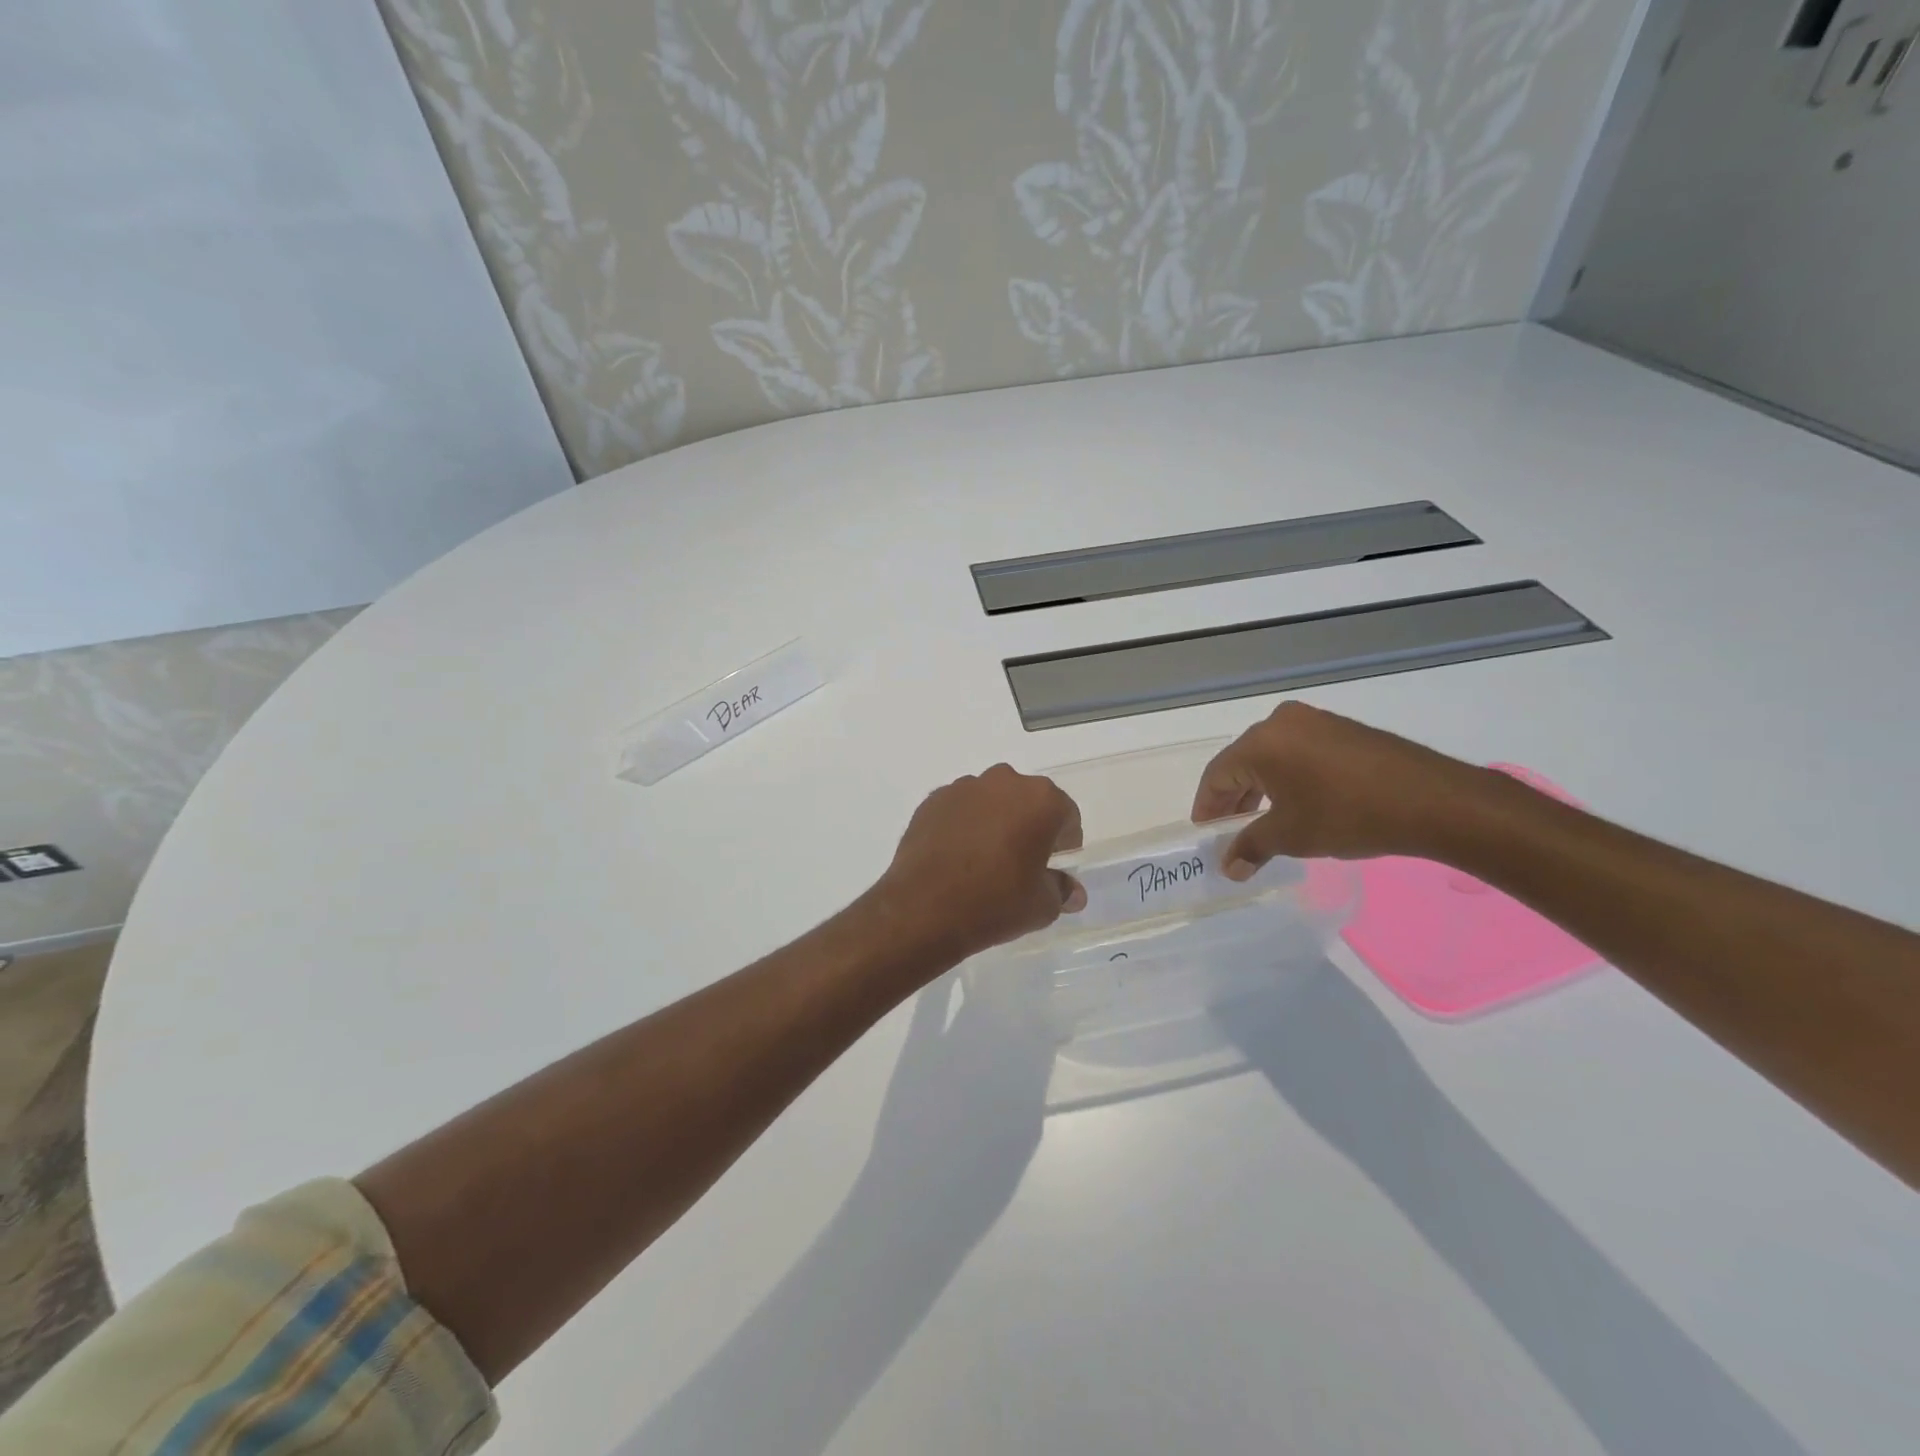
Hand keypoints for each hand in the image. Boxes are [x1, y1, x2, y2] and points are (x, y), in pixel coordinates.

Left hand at [877, 765, 1085, 961]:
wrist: (924, 908)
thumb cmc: (996, 902)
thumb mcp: (1042, 905)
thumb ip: (1061, 890)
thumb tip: (1073, 892)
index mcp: (1040, 800)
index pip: (1066, 815)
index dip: (1065, 842)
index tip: (1054, 865)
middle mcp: (1004, 782)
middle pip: (1027, 801)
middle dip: (1029, 825)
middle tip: (1022, 862)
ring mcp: (964, 788)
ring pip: (991, 801)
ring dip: (995, 821)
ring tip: (985, 860)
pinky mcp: (933, 800)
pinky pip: (960, 809)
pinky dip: (964, 825)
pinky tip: (957, 857)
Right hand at [1192, 701, 1488, 875]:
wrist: (1432, 800)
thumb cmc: (1347, 815)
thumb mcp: (1291, 836)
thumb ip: (1251, 847)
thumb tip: (1229, 867)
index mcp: (1260, 743)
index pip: (1217, 775)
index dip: (1207, 808)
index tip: (1206, 835)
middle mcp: (1280, 722)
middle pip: (1241, 763)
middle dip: (1233, 800)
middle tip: (1230, 833)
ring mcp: (1314, 721)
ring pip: (1270, 758)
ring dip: (1260, 790)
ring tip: (1261, 823)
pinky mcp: (1341, 729)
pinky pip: (1297, 753)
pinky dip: (1286, 778)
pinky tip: (1296, 804)